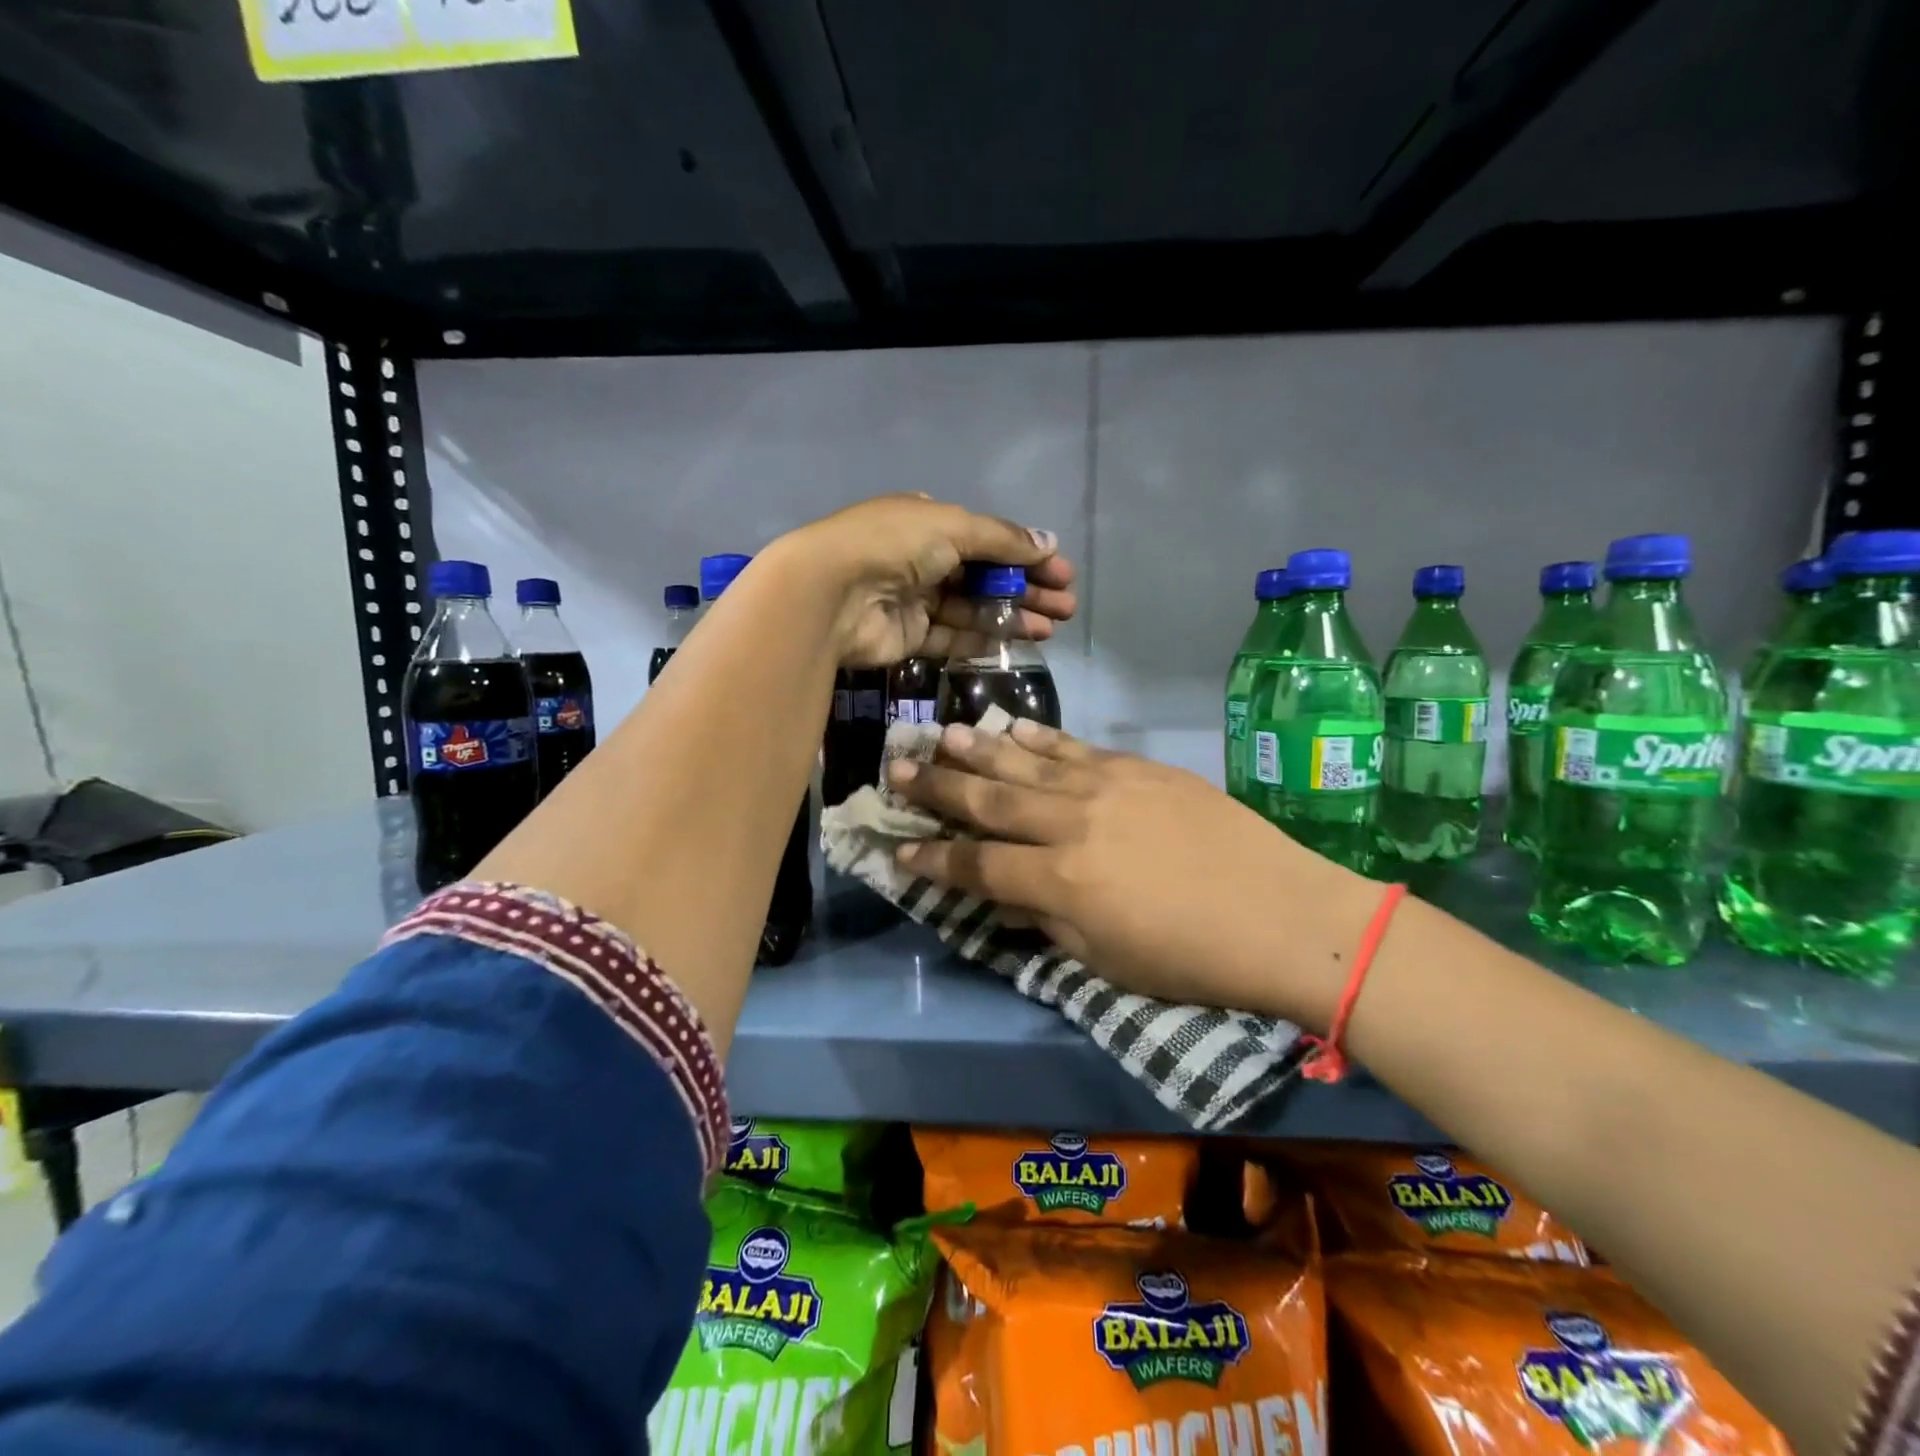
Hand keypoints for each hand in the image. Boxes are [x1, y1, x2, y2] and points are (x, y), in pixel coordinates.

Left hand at [772, 495, 1076, 666]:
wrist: (833, 593)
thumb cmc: (895, 544)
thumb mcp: (954, 527)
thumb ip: (1003, 539)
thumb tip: (1049, 541)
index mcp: (929, 522)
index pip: (988, 539)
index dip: (1027, 555)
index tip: (1062, 573)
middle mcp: (922, 559)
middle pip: (985, 576)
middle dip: (1027, 589)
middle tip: (1066, 607)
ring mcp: (915, 599)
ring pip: (973, 609)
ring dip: (1013, 615)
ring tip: (1053, 626)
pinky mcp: (909, 636)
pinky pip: (953, 637)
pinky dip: (985, 638)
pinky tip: (1019, 640)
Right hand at [886, 720, 1380, 1027]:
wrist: (1283, 913)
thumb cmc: (1191, 958)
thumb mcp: (1106, 961)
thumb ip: (1046, 920)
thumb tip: (1007, 894)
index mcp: (1060, 882)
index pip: (977, 865)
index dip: (933, 858)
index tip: (898, 845)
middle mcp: (1071, 824)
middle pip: (989, 802)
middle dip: (938, 787)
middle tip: (897, 768)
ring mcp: (1105, 787)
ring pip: (1025, 764)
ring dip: (978, 750)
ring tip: (940, 735)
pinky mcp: (1136, 768)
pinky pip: (1073, 748)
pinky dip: (1037, 739)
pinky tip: (1012, 729)